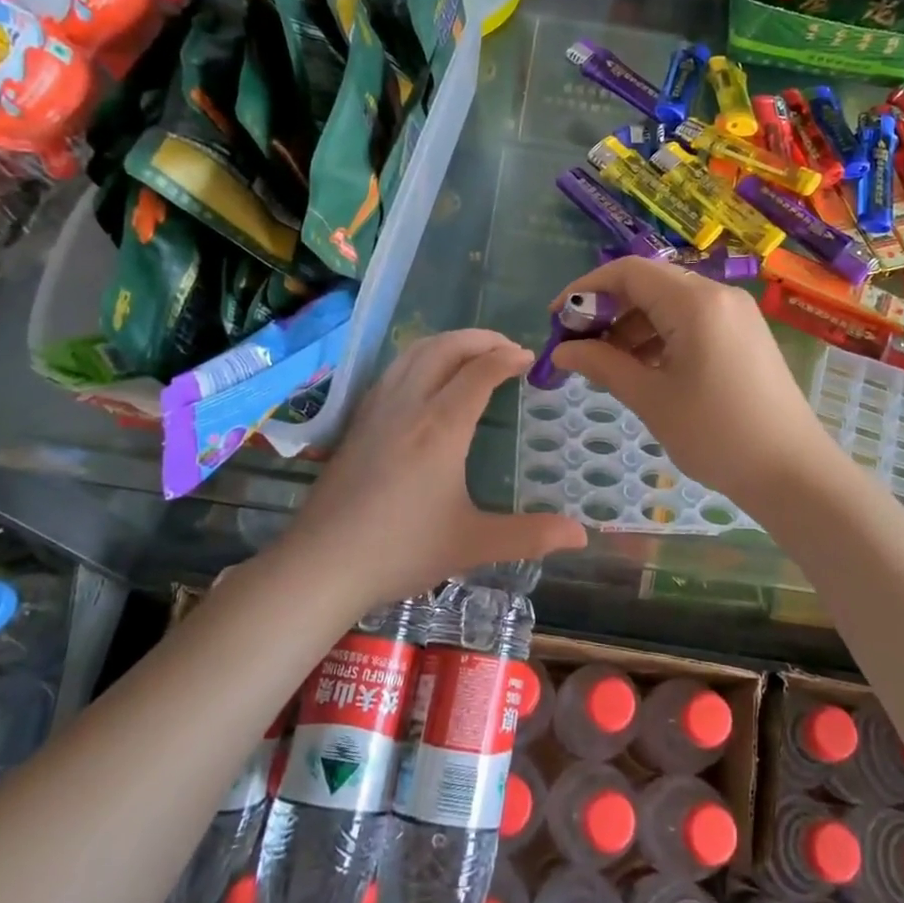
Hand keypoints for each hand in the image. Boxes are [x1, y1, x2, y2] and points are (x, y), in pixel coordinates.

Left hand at [285, 329, 587, 606]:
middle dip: (481, 338)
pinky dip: (421, 358)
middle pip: (446, 348)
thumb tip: (581, 535)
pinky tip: (427, 379)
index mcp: (441, 427)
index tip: (530, 359)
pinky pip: (394, 370)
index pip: (480, 372)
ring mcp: (378, 409)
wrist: (322, 564)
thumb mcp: (472, 544)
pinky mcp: (357, 421)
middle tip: (507, 348)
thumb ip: (529, 535)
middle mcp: (409, 406)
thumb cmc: (401, 551)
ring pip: (414, 353)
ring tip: (473, 353)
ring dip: (449, 342)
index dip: (508, 358)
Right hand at [549, 258, 839, 503]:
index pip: (628, 272)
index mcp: (695, 302)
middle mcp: (718, 295)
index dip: (586, 288)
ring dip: (632, 325)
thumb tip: (562, 350)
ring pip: (670, 303)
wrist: (793, 472)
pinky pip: (692, 321)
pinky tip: (643, 368)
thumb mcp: (651, 399)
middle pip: (649, 283)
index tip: (557, 318)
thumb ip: (603, 365)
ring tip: (606, 364)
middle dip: (607, 309)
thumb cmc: (717, 435)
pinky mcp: (744, 335)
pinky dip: (660, 337)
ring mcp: (736, 314)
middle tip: (578, 345)